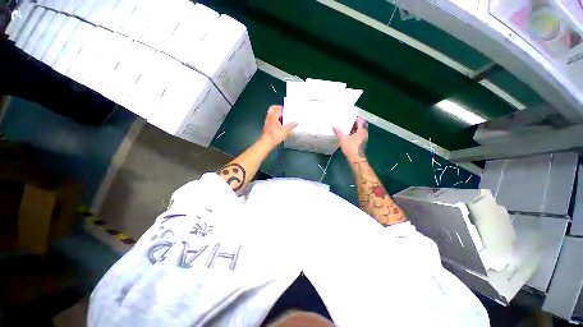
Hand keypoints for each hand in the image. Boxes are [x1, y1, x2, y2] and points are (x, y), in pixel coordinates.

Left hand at [261, 105, 296, 147]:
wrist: (266, 143)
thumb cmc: (275, 135)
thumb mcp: (285, 130)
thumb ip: (291, 125)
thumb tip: (296, 122)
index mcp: (273, 116)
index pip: (277, 108)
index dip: (282, 108)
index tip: (287, 110)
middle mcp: (269, 118)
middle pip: (272, 110)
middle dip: (278, 110)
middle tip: (284, 113)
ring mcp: (267, 122)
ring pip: (271, 115)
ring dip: (277, 116)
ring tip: (283, 119)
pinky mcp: (266, 127)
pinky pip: (271, 121)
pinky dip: (275, 121)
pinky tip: (280, 126)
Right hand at [333, 118, 367, 162]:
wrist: (356, 159)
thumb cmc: (351, 148)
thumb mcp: (343, 139)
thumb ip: (339, 132)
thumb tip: (334, 126)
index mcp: (362, 131)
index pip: (360, 121)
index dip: (356, 118)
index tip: (350, 116)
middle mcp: (364, 134)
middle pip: (360, 126)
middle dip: (354, 124)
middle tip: (347, 122)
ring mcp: (364, 139)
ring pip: (359, 131)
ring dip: (354, 129)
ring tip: (346, 128)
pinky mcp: (361, 143)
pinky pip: (358, 136)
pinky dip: (354, 134)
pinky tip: (347, 136)